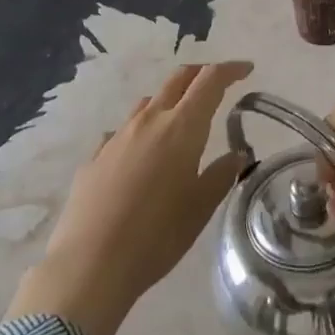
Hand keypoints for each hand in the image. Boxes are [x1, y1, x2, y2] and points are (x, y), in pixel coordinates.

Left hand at [9, 60, 252, 334]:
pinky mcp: (94, 158)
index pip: (210, 81)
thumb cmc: (156, 235)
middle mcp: (149, 121)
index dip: (230, 70)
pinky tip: (139, 156)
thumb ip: (221, 174)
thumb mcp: (200, 208)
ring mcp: (117, 136)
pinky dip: (139, 133)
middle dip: (200, 74)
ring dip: (168, 102)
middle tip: (217, 85)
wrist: (88, 265)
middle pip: (178, 79)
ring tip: (179, 123)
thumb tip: (238, 154)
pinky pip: (122, 132)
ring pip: (148, 102)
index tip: (246, 69)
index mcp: (181, 127)